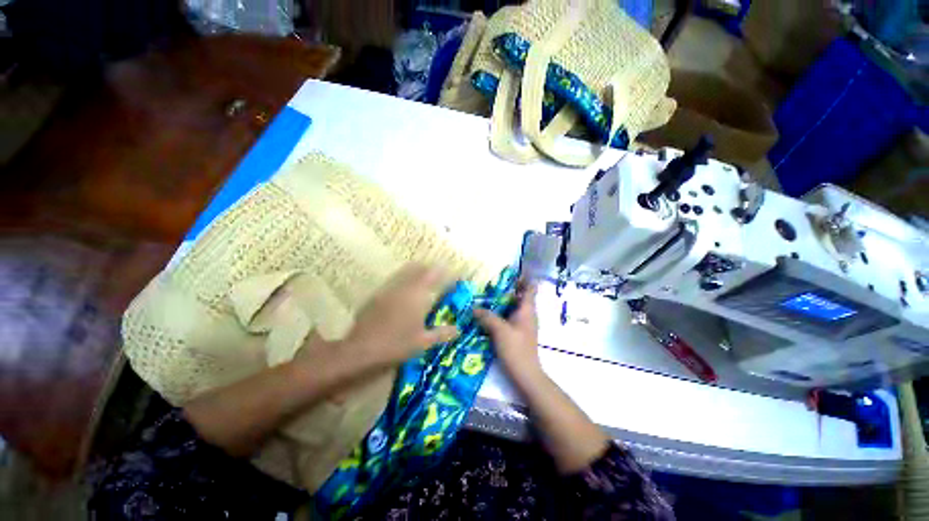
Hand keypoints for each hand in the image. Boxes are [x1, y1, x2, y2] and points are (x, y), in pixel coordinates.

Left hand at [344, 264, 459, 368]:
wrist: (361, 350)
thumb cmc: (397, 344)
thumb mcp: (423, 341)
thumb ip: (442, 333)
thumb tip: (457, 329)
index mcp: (417, 295)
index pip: (433, 274)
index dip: (444, 272)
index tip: (452, 274)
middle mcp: (403, 287)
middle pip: (418, 268)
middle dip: (429, 268)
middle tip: (438, 275)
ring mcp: (387, 290)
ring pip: (404, 273)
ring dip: (415, 272)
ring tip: (422, 280)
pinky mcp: (376, 296)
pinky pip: (393, 282)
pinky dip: (403, 282)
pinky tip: (403, 295)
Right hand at [474, 282, 539, 374]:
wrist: (526, 374)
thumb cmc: (516, 349)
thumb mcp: (500, 331)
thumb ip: (487, 317)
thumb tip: (474, 307)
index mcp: (527, 310)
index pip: (530, 288)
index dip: (525, 278)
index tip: (513, 271)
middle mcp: (528, 314)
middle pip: (521, 295)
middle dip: (510, 288)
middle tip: (493, 282)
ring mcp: (524, 324)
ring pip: (515, 306)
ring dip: (504, 300)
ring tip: (489, 295)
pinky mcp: (518, 332)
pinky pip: (511, 316)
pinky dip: (502, 311)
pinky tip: (490, 313)